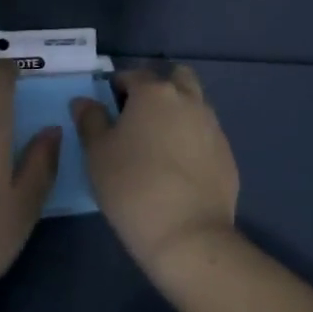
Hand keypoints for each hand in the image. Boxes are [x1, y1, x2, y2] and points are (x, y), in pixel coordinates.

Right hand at [73, 64, 238, 279]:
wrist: (188, 236)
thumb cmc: (132, 187)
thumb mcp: (97, 153)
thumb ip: (90, 120)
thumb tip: (85, 101)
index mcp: (154, 92)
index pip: (132, 75)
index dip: (117, 87)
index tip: (108, 108)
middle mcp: (188, 100)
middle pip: (176, 77)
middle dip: (159, 88)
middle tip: (140, 116)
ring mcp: (213, 127)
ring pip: (195, 105)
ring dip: (178, 113)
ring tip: (159, 145)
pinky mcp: (227, 155)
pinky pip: (206, 135)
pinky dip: (193, 141)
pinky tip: (179, 170)